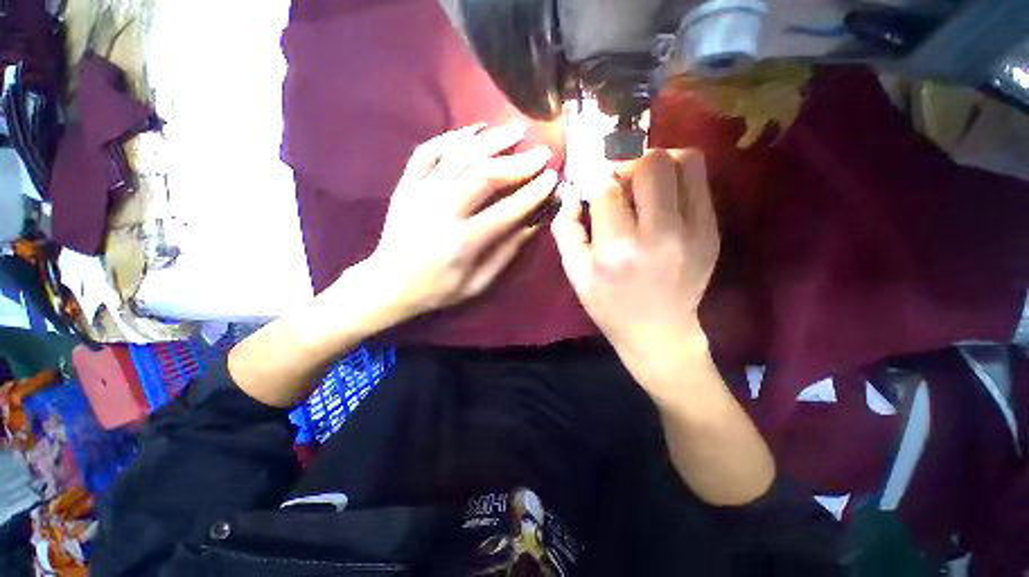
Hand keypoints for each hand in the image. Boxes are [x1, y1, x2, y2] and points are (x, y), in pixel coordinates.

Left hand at [362, 122, 556, 319]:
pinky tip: (474, 131)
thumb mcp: (478, 283)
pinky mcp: (406, 185)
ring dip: (492, 141)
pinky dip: (452, 137)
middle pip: (485, 176)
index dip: (533, 193)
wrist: (390, 284)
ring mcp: (420, 194)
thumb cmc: (439, 289)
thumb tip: (533, 223)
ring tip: (517, 130)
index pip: (507, 211)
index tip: (552, 178)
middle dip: (519, 161)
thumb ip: (506, 253)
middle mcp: (442, 212)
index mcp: (463, 242)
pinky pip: (428, 151)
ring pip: (459, 157)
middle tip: (542, 152)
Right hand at [551, 149, 719, 392]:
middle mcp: (660, 233)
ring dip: (657, 162)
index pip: (606, 189)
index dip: (594, 179)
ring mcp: (695, 230)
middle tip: (617, 182)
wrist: (659, 331)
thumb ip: (566, 230)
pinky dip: (677, 177)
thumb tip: (574, 193)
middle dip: (627, 164)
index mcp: (618, 249)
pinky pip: (699, 181)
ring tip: (642, 184)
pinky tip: (661, 198)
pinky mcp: (712, 230)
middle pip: (651, 163)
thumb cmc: (610, 305)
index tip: (591, 185)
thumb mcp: (575, 275)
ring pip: (685, 161)